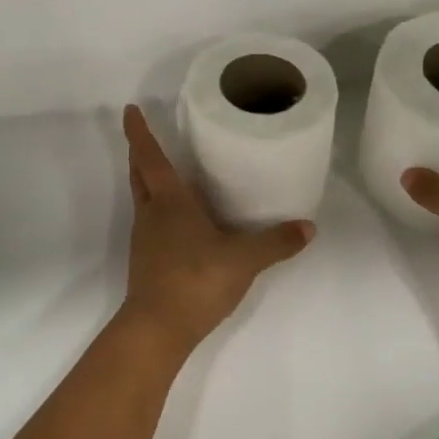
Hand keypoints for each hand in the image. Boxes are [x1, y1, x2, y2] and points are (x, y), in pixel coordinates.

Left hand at [118, 105, 313, 351]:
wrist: (158, 328)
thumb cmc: (196, 280)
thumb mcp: (244, 259)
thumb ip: (276, 243)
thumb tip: (308, 228)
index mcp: (169, 202)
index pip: (149, 157)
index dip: (138, 132)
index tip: (130, 109)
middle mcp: (151, 215)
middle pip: (139, 175)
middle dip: (139, 153)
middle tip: (147, 137)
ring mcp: (145, 240)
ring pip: (143, 200)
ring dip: (149, 183)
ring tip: (171, 175)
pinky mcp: (147, 262)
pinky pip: (152, 225)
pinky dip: (160, 212)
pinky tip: (182, 222)